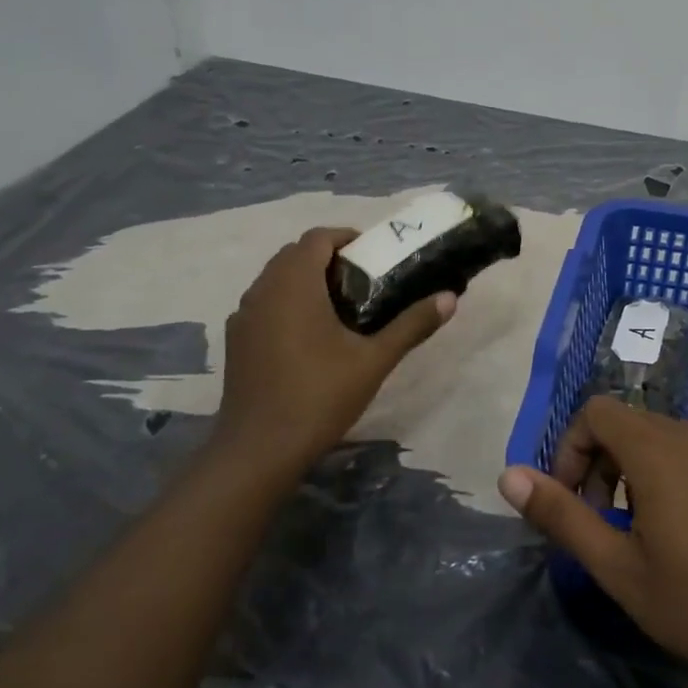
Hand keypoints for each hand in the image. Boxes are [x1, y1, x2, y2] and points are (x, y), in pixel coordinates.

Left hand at [207, 228, 454, 483]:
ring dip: (306, 280)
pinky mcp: (236, 341)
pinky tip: (311, 336)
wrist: (258, 450)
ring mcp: (243, 317)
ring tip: (342, 307)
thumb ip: (412, 324)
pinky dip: (288, 304)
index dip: (347, 238)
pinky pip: (265, 304)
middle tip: (364, 280)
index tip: (375, 255)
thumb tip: (450, 298)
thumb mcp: (375, 360)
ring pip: (276, 280)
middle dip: (329, 258)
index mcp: (293, 285)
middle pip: (294, 255)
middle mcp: (262, 291)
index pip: (317, 237)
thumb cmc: (319, 396)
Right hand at [498, 398, 687, 687]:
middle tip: (610, 524)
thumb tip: (508, 476)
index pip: (597, 411)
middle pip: (634, 424)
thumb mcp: (619, 569)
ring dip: (648, 473)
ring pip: (675, 441)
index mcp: (659, 450)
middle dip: (607, 464)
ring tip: (657, 534)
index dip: (574, 449)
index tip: (578, 502)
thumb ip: (562, 516)